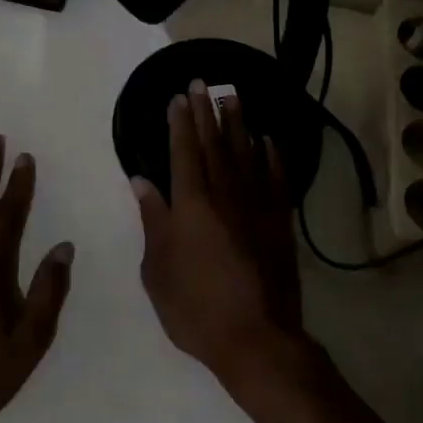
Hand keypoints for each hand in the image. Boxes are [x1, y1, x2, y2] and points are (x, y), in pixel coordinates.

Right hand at [132, 81, 304, 387]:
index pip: (184, 153)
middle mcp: (225, 196)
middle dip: (206, 112)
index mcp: (191, 206)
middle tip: (202, 82)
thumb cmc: (196, 309)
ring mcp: (257, 207)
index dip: (180, 123)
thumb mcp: (158, 270)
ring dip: (237, 123)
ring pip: (246, 153)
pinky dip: (271, 156)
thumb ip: (153, 221)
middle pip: (214, 144)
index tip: (178, 97)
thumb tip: (143, 181)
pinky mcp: (279, 222)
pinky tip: (267, 140)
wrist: (257, 339)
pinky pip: (275, 178)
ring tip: (232, 96)